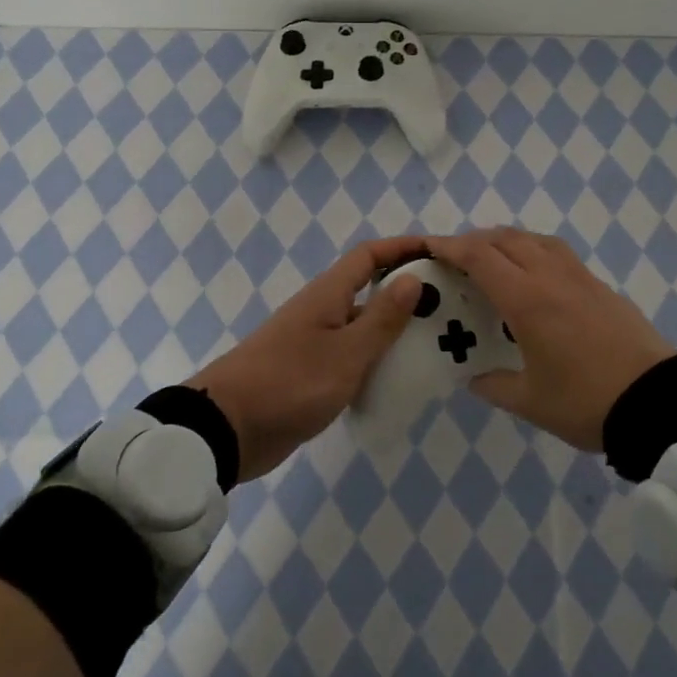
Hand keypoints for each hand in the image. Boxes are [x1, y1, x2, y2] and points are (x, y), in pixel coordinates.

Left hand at [188, 236, 426, 481]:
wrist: (227, 429)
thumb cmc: (290, 383)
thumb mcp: (346, 353)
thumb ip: (382, 318)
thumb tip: (413, 279)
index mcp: (328, 295)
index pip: (369, 255)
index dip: (403, 248)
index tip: (439, 254)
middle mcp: (322, 311)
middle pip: (369, 289)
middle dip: (407, 292)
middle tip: (449, 306)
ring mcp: (315, 343)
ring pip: (363, 326)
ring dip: (394, 330)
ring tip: (436, 344)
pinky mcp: (310, 374)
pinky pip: (352, 356)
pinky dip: (376, 360)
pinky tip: (400, 380)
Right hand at [426, 228, 674, 451]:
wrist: (656, 401)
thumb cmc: (585, 402)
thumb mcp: (531, 402)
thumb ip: (494, 386)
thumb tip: (473, 378)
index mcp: (527, 299)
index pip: (480, 257)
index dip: (450, 246)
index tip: (428, 246)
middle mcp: (551, 276)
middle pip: (505, 239)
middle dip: (474, 241)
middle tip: (454, 259)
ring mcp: (579, 277)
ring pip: (534, 239)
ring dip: (506, 241)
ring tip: (491, 260)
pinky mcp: (600, 285)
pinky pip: (557, 252)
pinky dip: (533, 250)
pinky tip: (533, 274)